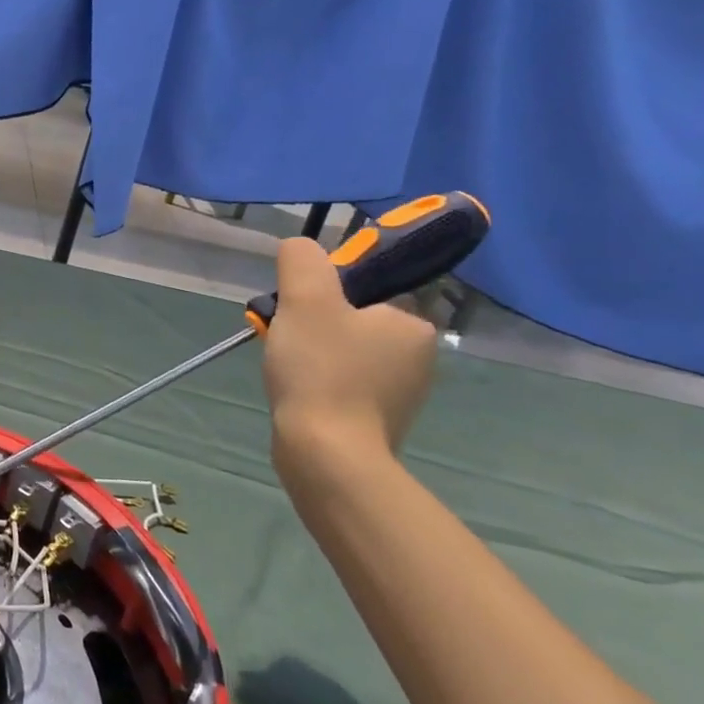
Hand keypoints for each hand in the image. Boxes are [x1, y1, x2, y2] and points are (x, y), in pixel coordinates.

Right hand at [262, 236, 438, 492]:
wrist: (327, 455)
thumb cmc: (322, 370)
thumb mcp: (307, 299)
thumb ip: (303, 262)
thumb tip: (300, 247)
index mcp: (413, 325)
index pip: (368, 289)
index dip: (327, 291)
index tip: (299, 307)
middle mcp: (418, 358)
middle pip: (353, 320)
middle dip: (315, 323)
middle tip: (285, 335)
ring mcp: (401, 394)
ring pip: (345, 352)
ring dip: (313, 352)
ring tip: (285, 365)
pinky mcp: (378, 421)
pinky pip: (344, 383)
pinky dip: (319, 381)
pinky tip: (298, 390)